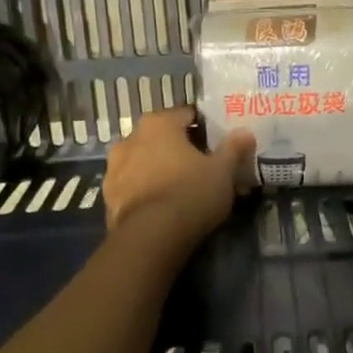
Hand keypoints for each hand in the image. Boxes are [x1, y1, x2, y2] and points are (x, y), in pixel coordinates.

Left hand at [103, 107, 254, 249]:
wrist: (151, 237)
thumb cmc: (190, 193)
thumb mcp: (223, 171)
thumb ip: (233, 148)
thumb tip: (245, 132)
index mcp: (158, 124)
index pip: (186, 115)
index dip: (204, 127)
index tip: (218, 141)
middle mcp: (130, 138)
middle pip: (162, 137)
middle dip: (180, 148)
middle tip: (202, 165)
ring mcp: (114, 168)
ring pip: (144, 161)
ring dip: (159, 168)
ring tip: (181, 188)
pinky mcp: (107, 197)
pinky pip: (133, 186)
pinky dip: (146, 190)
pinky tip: (163, 205)